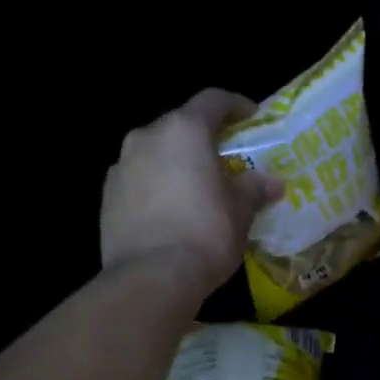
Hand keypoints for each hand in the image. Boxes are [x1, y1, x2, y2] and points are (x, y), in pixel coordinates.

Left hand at [101, 89, 281, 294]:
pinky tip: (171, 213)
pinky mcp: (106, 197)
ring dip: (176, 164)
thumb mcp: (241, 211)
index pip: (213, 100)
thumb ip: (255, 189)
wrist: (150, 278)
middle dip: (204, 139)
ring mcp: (121, 166)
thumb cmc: (205, 234)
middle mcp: (147, 137)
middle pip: (180, 126)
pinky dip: (156, 187)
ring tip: (196, 190)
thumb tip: (273, 182)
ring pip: (155, 153)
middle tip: (225, 161)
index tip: (252, 118)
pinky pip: (139, 181)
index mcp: (184, 130)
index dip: (236, 105)